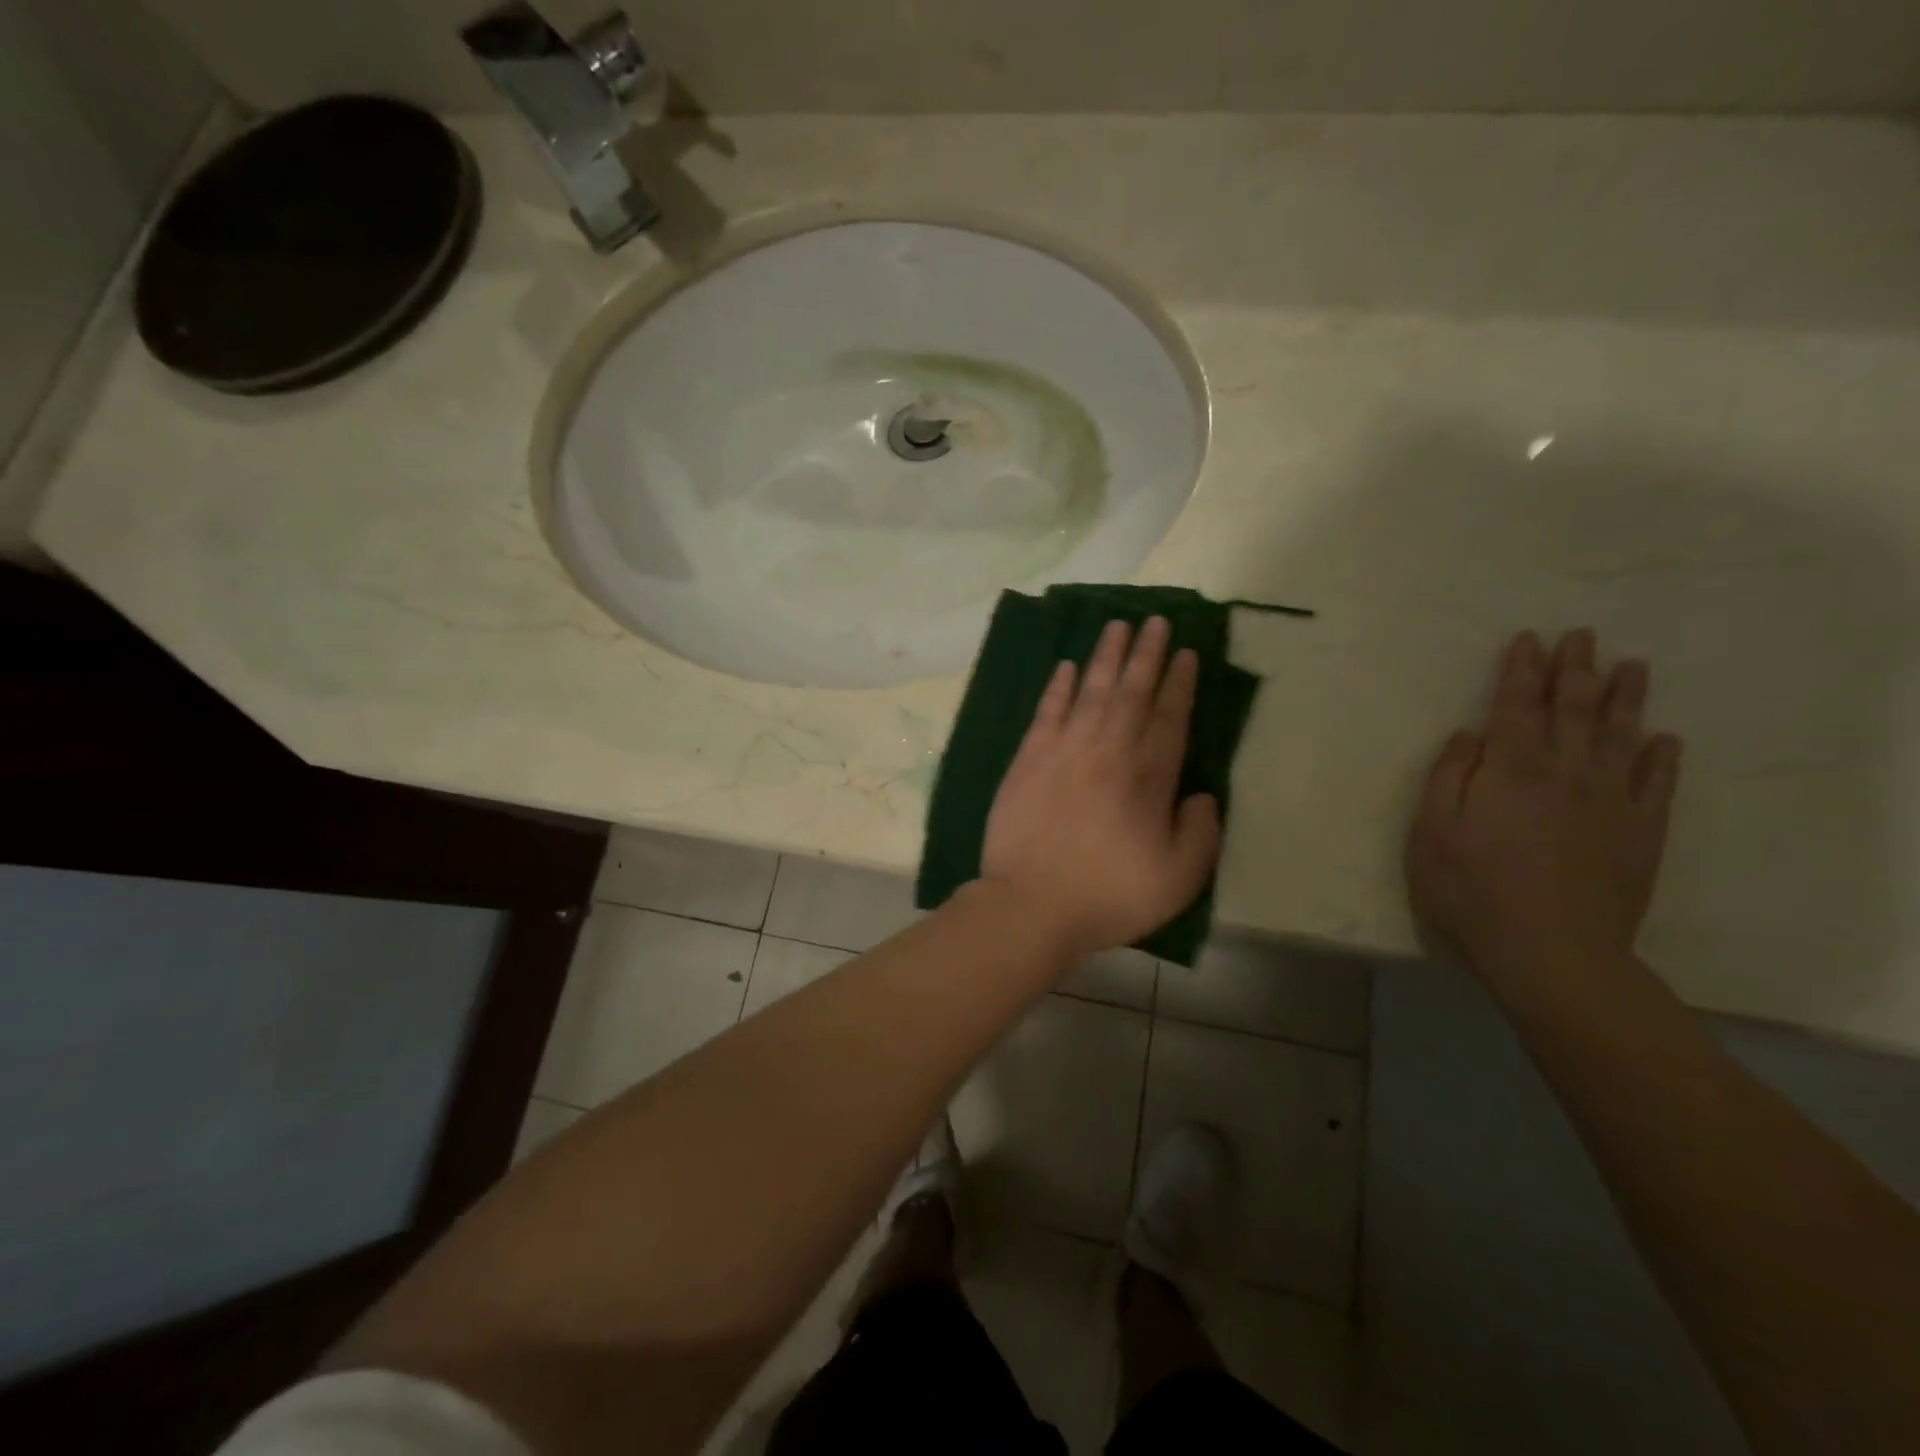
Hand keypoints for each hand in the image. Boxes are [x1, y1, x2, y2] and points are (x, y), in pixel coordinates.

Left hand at [980, 616, 1222, 961]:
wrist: (1030, 905)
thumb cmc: (1109, 895)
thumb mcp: (1179, 878)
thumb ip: (1202, 832)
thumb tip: (1203, 795)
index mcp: (1148, 777)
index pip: (1169, 717)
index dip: (1179, 683)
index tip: (1186, 652)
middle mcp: (1108, 751)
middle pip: (1132, 692)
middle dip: (1146, 654)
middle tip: (1155, 620)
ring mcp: (1064, 751)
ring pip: (1091, 691)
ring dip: (1106, 657)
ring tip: (1117, 626)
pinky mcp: (1028, 759)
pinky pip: (1047, 711)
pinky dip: (1059, 687)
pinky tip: (1067, 667)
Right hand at [1405, 629, 1681, 981]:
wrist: (1552, 950)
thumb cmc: (1471, 889)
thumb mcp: (1431, 831)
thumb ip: (1447, 776)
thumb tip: (1468, 734)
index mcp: (1509, 769)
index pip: (1516, 706)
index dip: (1521, 670)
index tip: (1529, 639)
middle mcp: (1565, 773)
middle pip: (1573, 710)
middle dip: (1576, 669)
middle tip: (1583, 636)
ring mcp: (1610, 802)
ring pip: (1620, 737)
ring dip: (1626, 699)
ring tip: (1632, 666)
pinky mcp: (1641, 833)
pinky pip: (1658, 785)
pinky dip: (1662, 758)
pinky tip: (1666, 739)